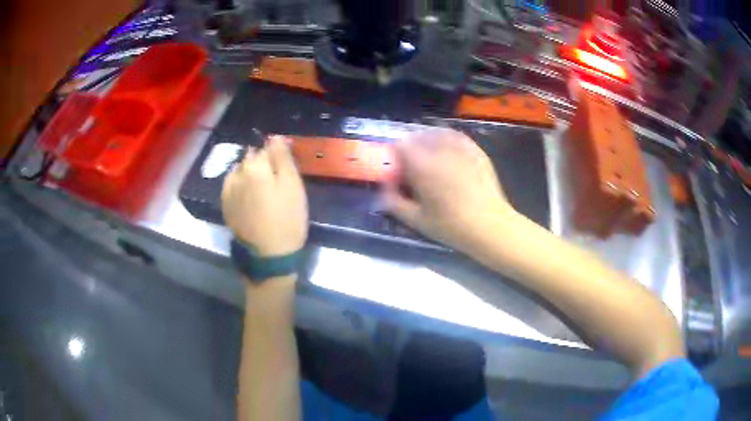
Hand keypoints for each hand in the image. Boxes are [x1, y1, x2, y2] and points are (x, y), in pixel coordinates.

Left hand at [221, 136, 307, 256]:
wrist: (269, 254)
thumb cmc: (287, 217)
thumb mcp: (293, 185)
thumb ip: (282, 157)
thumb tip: (274, 136)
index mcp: (254, 166)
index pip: (266, 147)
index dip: (278, 155)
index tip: (285, 170)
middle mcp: (236, 173)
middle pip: (251, 158)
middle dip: (262, 164)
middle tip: (276, 183)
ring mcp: (227, 190)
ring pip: (240, 171)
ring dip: (250, 174)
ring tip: (262, 192)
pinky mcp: (225, 204)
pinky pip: (232, 185)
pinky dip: (241, 187)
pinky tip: (251, 200)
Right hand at [382, 129, 516, 252]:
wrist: (490, 225)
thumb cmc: (450, 225)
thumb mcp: (416, 220)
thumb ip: (393, 202)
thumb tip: (384, 189)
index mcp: (422, 165)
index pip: (400, 145)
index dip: (395, 154)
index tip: (398, 167)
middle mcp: (439, 149)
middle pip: (418, 136)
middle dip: (412, 147)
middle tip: (414, 164)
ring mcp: (460, 147)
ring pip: (437, 133)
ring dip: (429, 140)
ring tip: (430, 155)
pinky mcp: (476, 150)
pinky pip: (456, 136)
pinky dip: (447, 139)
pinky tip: (448, 151)